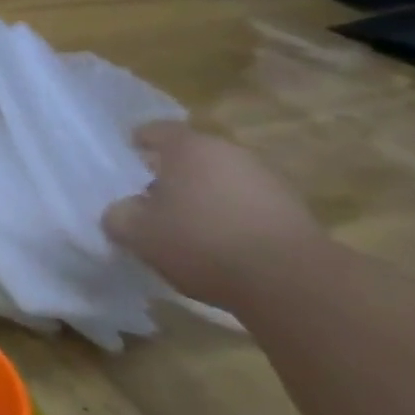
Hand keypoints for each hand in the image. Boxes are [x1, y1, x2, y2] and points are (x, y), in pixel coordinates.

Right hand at [103, 122, 325, 309]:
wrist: (295, 283)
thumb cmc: (201, 241)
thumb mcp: (136, 232)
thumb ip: (118, 214)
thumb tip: (123, 211)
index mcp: (189, 147)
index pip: (154, 130)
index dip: (135, 145)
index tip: (124, 165)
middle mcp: (231, 153)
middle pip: (191, 157)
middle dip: (170, 176)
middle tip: (149, 201)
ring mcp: (270, 182)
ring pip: (222, 181)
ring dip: (203, 198)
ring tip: (184, 228)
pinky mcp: (296, 214)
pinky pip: (248, 207)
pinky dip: (231, 219)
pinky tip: (219, 247)